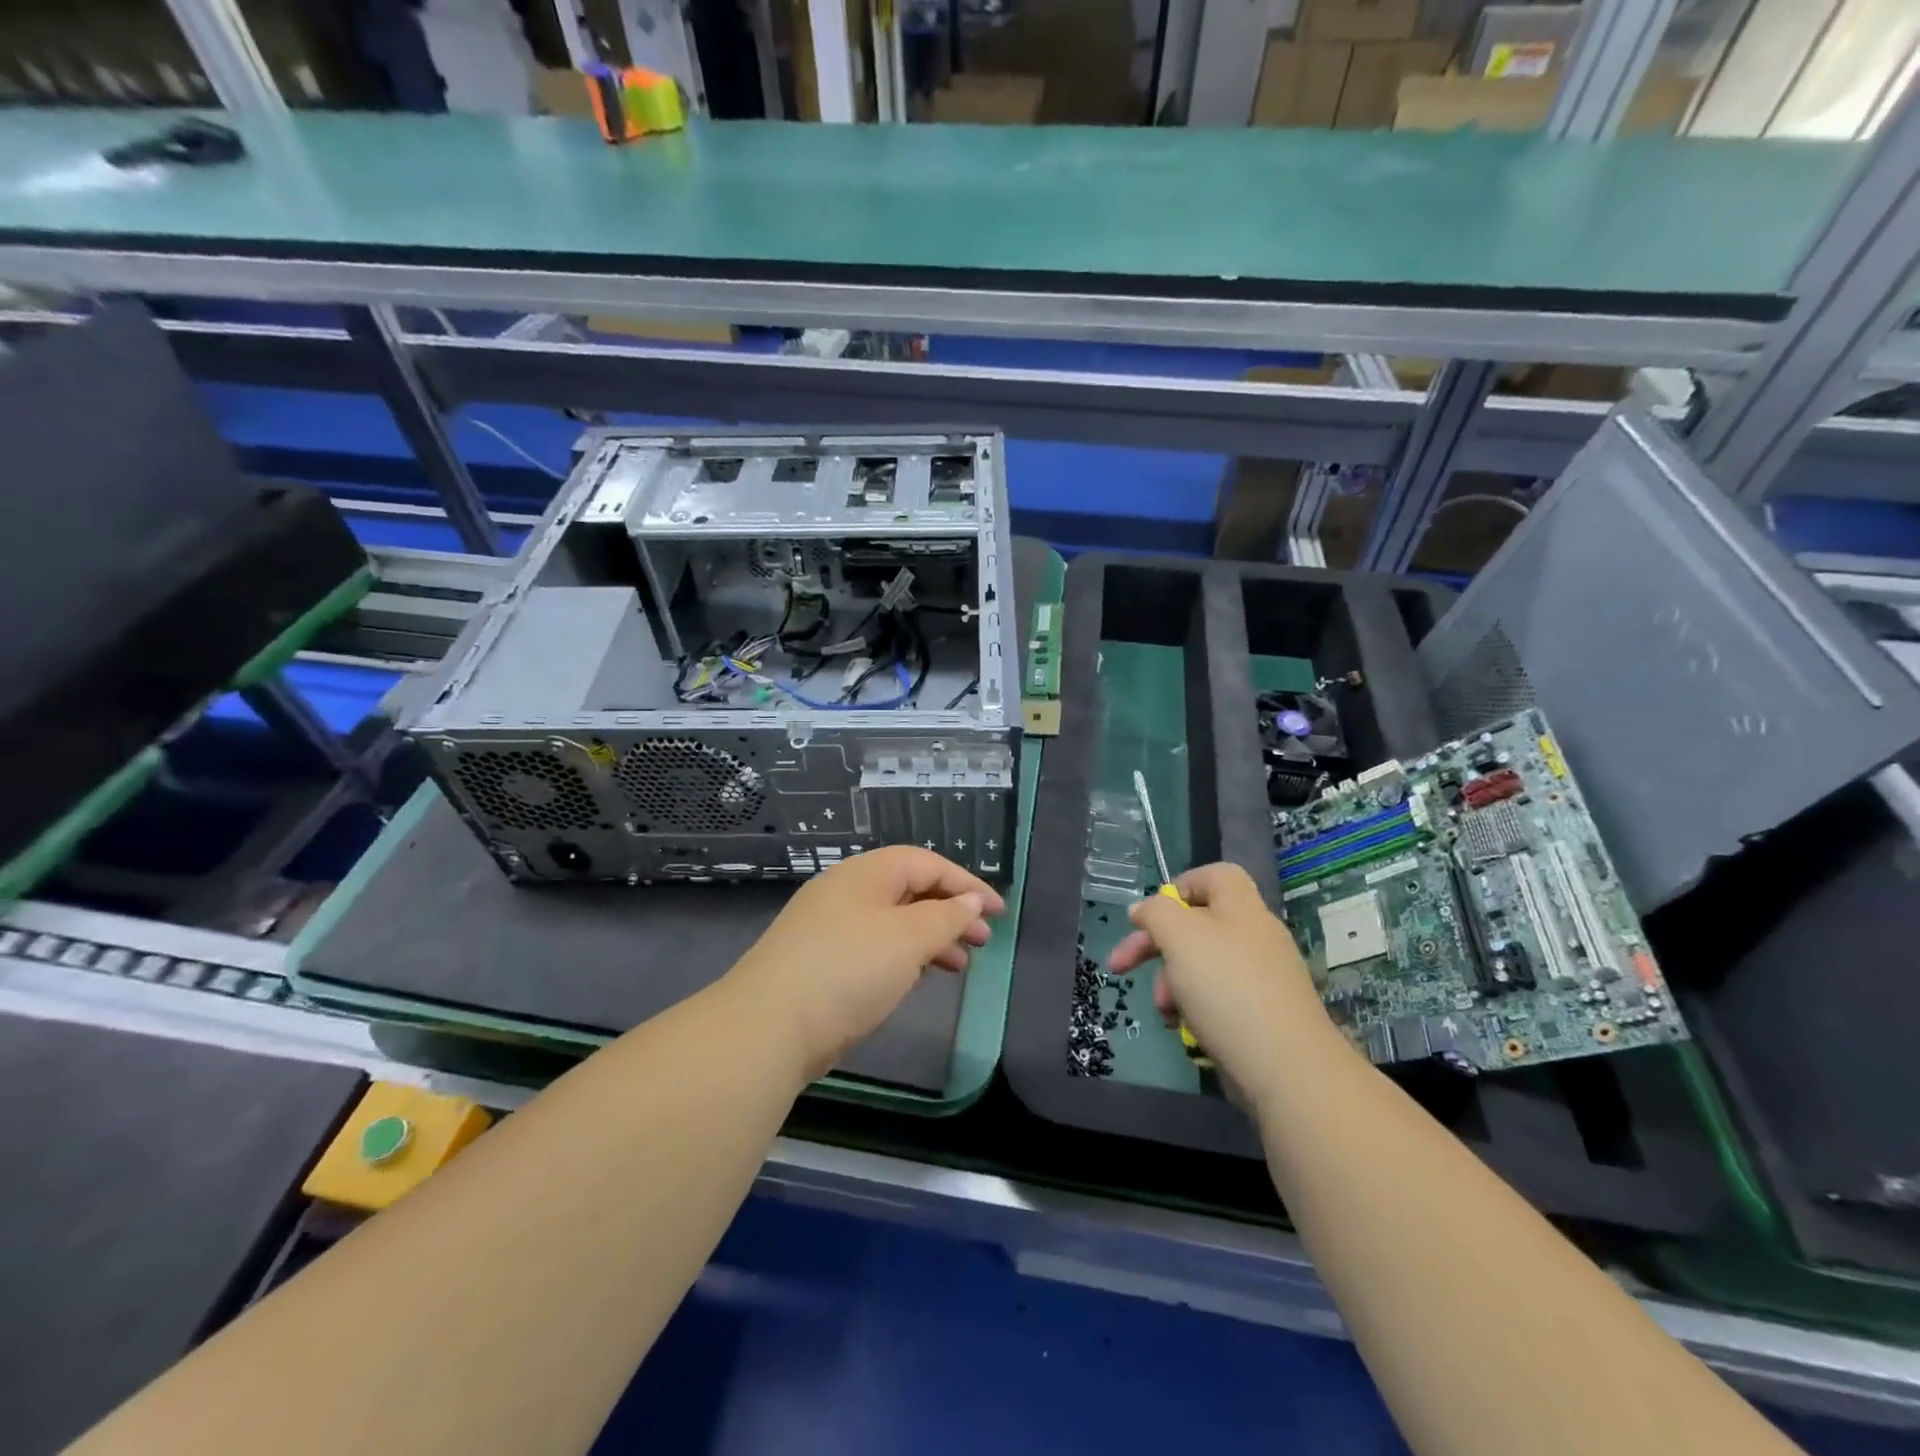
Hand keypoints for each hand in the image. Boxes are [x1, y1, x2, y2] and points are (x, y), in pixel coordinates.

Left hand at [724, 846, 1004, 1080]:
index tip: (998, 912)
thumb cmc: (848, 970)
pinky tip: (918, 976)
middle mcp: (847, 892)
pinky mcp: (821, 961)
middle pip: (911, 890)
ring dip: (931, 937)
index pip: (927, 864)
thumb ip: (946, 917)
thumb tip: (969, 902)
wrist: (769, 1027)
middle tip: (983, 940)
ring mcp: (830, 927)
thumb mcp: (908, 939)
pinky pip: (875, 947)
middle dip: (951, 912)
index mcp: (866, 873)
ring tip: (960, 964)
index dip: (967, 885)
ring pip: (894, 921)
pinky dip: (904, 956)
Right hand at [1108, 862, 1330, 1108]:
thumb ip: (1155, 913)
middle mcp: (1254, 936)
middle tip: (1119, 966)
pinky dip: (1195, 1009)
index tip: (1149, 915)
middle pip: (1196, 924)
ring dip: (1171, 983)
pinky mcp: (1261, 1015)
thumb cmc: (1227, 989)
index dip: (1179, 887)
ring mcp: (1261, 977)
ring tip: (1164, 1010)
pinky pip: (1217, 999)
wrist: (1286, 1068)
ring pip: (1201, 966)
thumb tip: (1142, 909)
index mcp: (1241, 908)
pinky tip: (1185, 1029)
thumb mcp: (1180, 937)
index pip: (1214, 876)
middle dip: (1154, 945)